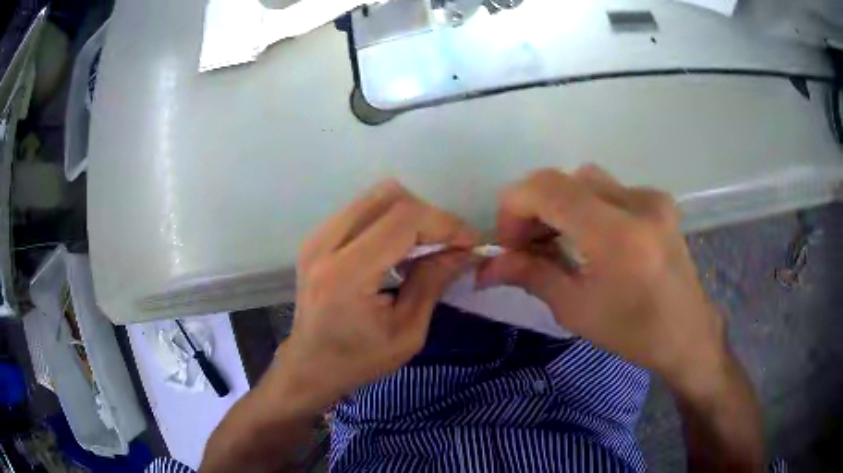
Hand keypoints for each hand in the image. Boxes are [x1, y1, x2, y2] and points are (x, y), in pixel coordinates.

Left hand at [268, 181, 477, 411]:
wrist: (310, 365)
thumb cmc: (358, 360)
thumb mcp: (407, 333)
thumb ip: (433, 282)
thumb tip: (465, 250)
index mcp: (346, 275)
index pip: (404, 220)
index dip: (445, 223)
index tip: (470, 242)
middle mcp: (325, 244)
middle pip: (389, 196)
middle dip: (429, 215)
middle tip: (448, 245)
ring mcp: (316, 237)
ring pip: (376, 197)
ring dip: (410, 215)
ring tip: (425, 247)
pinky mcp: (316, 237)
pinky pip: (363, 210)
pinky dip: (391, 220)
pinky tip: (399, 250)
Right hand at [477, 166, 726, 387]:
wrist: (687, 334)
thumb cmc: (633, 333)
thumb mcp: (576, 310)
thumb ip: (532, 275)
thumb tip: (487, 266)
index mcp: (616, 235)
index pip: (547, 188)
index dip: (514, 207)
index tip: (509, 243)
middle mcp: (637, 203)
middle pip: (564, 180)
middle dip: (535, 208)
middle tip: (529, 246)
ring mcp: (652, 197)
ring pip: (586, 180)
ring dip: (562, 205)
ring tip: (560, 241)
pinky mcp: (659, 200)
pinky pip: (610, 189)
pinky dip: (589, 206)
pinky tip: (594, 238)